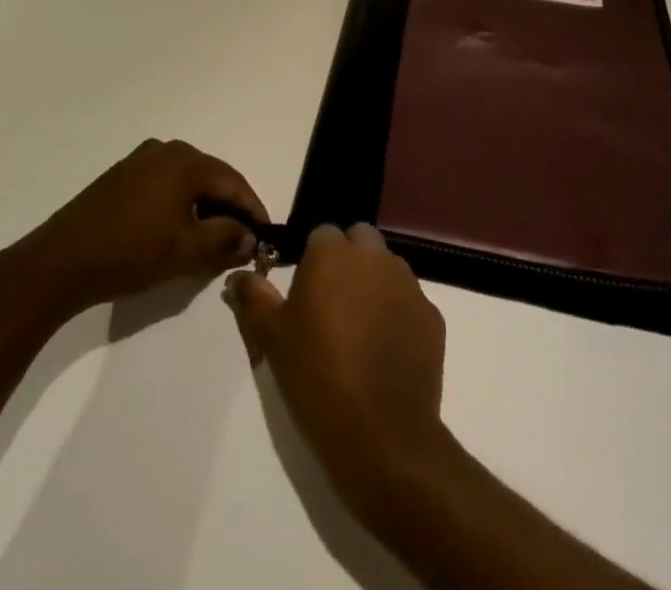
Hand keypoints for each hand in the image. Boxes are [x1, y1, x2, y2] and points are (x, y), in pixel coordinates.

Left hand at [0, 139, 268, 323]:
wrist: (61, 260)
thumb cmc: (130, 251)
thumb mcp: (185, 251)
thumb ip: (225, 239)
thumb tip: (250, 236)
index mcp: (185, 160)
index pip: (233, 182)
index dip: (253, 210)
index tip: (266, 237)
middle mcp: (165, 149)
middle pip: (211, 178)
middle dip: (229, 210)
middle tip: (242, 243)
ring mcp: (141, 159)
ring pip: (188, 183)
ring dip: (204, 209)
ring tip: (213, 242)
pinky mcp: (122, 175)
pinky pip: (165, 185)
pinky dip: (180, 206)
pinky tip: (178, 232)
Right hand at [224, 223, 448, 508]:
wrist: (382, 435)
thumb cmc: (317, 377)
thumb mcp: (272, 338)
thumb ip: (253, 298)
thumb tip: (238, 277)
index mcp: (332, 254)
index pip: (322, 234)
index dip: (313, 259)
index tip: (306, 290)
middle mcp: (373, 257)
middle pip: (360, 240)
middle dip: (348, 260)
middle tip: (332, 303)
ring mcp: (408, 285)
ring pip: (388, 267)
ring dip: (374, 283)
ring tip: (360, 328)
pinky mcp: (432, 316)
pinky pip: (410, 302)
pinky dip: (399, 314)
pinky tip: (386, 350)